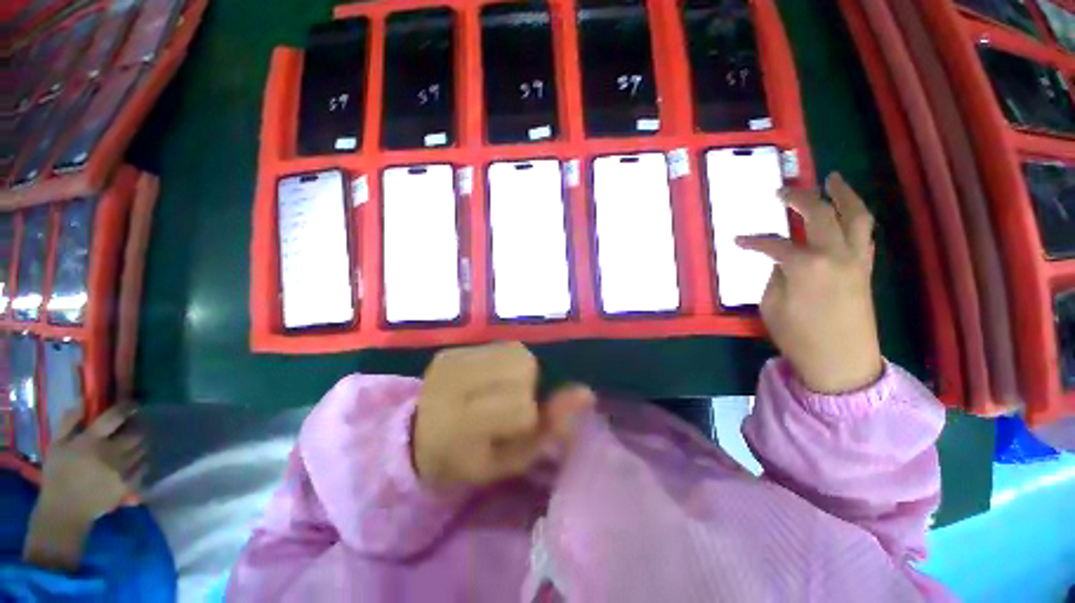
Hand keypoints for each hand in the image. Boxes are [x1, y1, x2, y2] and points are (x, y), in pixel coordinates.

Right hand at [39, 403, 145, 521]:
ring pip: (142, 449)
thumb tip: (84, 400)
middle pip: (136, 433)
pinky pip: (144, 467)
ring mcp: (122, 471)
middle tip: (132, 426)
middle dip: (137, 427)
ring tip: (132, 443)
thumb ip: (68, 421)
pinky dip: (142, 460)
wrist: (64, 510)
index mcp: (91, 442)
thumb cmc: (57, 475)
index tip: (132, 405)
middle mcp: (110, 454)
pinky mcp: (128, 485)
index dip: (127, 408)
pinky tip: (134, 460)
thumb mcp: (56, 444)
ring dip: (140, 444)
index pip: (116, 417)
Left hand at [413, 342, 594, 489]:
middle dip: (529, 386)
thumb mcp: (509, 461)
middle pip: (522, 366)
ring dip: (521, 370)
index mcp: (462, 425)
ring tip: (502, 388)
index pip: (521, 407)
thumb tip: (586, 392)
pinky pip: (499, 346)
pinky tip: (490, 377)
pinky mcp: (451, 349)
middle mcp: (455, 384)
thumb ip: (549, 429)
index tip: (514, 427)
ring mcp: (451, 360)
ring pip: (516, 351)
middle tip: (511, 404)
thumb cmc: (467, 460)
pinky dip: (506, 361)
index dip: (528, 416)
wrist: (414, 437)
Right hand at [737, 172, 883, 393]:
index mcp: (806, 266)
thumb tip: (782, 260)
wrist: (842, 363)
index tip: (738, 240)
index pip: (774, 244)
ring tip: (832, 180)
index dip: (754, 241)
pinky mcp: (866, 269)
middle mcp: (836, 255)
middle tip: (783, 191)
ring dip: (843, 195)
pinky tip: (845, 213)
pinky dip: (855, 217)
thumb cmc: (799, 338)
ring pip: (856, 216)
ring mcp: (856, 260)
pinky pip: (864, 234)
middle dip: (799, 198)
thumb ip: (776, 276)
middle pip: (820, 214)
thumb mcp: (772, 306)